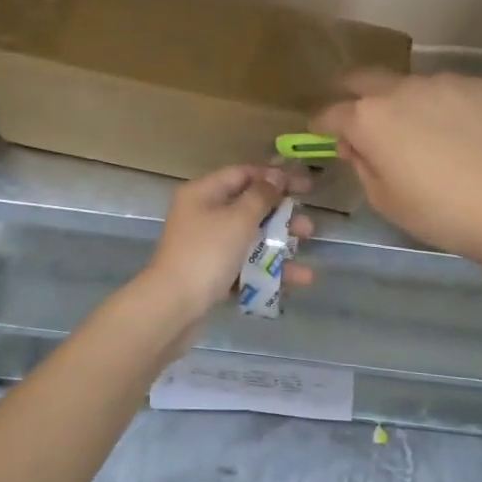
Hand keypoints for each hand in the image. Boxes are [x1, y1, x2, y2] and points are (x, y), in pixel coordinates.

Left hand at [136, 165, 315, 323]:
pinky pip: (245, 266)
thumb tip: (275, 177)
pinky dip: (268, 271)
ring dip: (280, 246)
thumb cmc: (207, 253)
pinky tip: (296, 281)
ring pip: (249, 240)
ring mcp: (206, 247)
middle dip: (281, 217)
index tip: (306, 186)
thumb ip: (261, 196)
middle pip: (248, 208)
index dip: (275, 177)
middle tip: (308, 227)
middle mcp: (203, 216)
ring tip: (306, 256)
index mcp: (203, 193)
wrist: (173, 307)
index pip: (242, 174)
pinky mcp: (211, 275)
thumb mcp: (238, 219)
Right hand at [313, 70, 481, 263]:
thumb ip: (362, 166)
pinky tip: (461, 134)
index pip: (331, 113)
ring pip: (411, 85)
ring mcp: (444, 82)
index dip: (321, 123)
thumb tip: (357, 145)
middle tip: (356, 112)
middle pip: (364, 79)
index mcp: (369, 119)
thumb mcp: (386, 201)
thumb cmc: (441, 212)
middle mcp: (401, 89)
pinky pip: (449, 92)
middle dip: (352, 93)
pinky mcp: (480, 85)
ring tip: (420, 130)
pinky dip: (443, 107)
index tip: (320, 130)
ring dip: (403, 102)